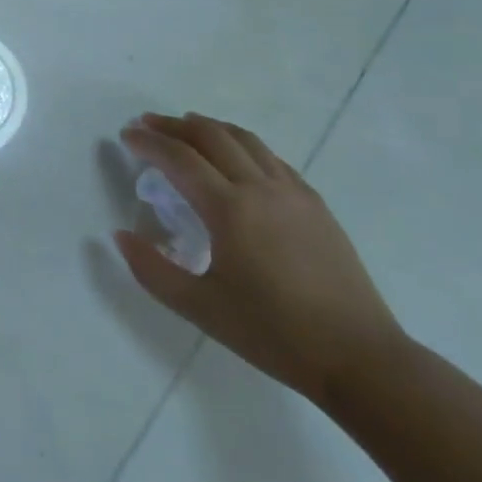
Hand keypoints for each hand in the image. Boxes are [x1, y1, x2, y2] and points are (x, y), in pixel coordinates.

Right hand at [114, 113, 403, 402]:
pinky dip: (243, 145)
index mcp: (229, 209)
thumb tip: (120, 235)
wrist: (361, 358)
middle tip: (147, 123)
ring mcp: (293, 192)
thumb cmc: (273, 333)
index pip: (179, 158)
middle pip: (211, 136)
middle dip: (173, 125)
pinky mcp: (316, 204)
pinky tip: (236, 157)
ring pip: (245, 140)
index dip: (149, 142)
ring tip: (187, 126)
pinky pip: (272, 158)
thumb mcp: (200, 308)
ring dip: (209, 127)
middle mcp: (260, 188)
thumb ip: (152, 270)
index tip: (126, 136)